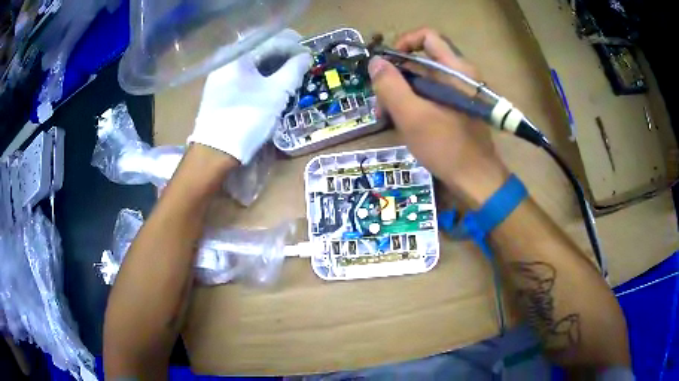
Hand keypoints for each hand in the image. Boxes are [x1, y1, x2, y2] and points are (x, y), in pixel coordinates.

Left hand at [189, 29, 312, 163]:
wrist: (215, 152)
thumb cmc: (247, 117)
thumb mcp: (276, 92)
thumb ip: (294, 70)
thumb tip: (306, 56)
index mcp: (238, 55)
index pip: (271, 41)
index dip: (294, 46)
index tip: (310, 54)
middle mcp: (225, 60)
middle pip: (259, 49)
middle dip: (282, 54)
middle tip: (300, 62)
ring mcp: (219, 76)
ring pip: (251, 63)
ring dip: (271, 65)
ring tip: (288, 73)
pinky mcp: (218, 91)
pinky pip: (242, 74)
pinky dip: (259, 75)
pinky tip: (269, 83)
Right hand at [368, 28, 509, 205]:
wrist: (476, 181)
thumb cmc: (447, 147)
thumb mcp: (412, 116)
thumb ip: (390, 86)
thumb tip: (375, 62)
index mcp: (455, 69)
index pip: (427, 36)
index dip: (403, 43)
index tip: (386, 64)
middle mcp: (459, 75)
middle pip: (420, 60)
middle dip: (395, 76)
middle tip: (379, 101)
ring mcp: (458, 93)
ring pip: (422, 80)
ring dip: (400, 93)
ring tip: (385, 117)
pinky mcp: (455, 108)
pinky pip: (429, 96)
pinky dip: (412, 104)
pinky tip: (400, 123)